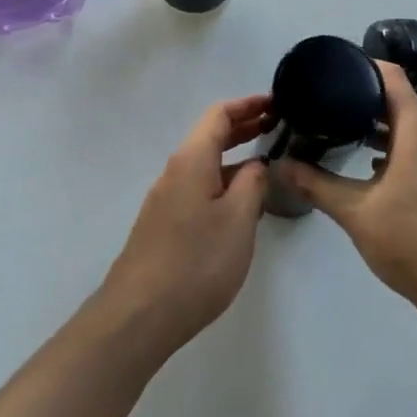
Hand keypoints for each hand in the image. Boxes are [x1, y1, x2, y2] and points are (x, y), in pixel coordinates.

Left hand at [99, 94, 273, 353]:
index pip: (219, 114)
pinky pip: (198, 187)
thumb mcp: (238, 220)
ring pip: (204, 163)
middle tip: (278, 125)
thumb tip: (255, 164)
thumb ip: (252, 184)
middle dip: (243, 126)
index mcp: (192, 160)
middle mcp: (175, 171)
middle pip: (210, 135)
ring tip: (267, 161)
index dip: (248, 104)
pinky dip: (223, 180)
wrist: (139, 315)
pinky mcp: (164, 225)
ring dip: (234, 156)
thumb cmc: (195, 262)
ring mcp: (166, 199)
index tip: (277, 102)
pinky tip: (241, 202)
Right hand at [275, 62, 416, 316]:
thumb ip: (316, 185)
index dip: (365, 66)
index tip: (335, 69)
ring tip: (344, 132)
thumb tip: (280, 165)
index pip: (393, 77)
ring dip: (381, 127)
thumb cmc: (413, 243)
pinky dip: (397, 149)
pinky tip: (373, 169)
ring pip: (412, 129)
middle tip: (328, 103)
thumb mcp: (356, 213)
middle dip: (365, 99)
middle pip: (402, 102)